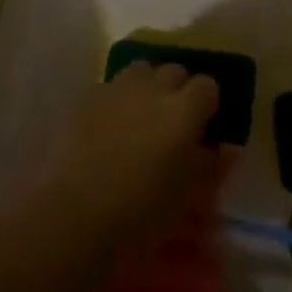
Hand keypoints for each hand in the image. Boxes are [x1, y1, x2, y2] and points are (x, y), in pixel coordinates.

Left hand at [33, 63, 226, 254]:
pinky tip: (105, 128)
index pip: (207, 86)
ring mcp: (114, 90)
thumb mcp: (185, 198)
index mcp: (183, 112)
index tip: (204, 125)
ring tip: (139, 116)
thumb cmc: (138, 217)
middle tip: (171, 121)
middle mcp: (152, 90)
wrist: (70, 220)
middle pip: (173, 70)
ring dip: (145, 87)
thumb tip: (222, 149)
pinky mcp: (83, 100)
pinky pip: (107, 88)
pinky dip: (113, 101)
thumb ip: (209, 167)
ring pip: (139, 71)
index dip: (207, 103)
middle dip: (177, 89)